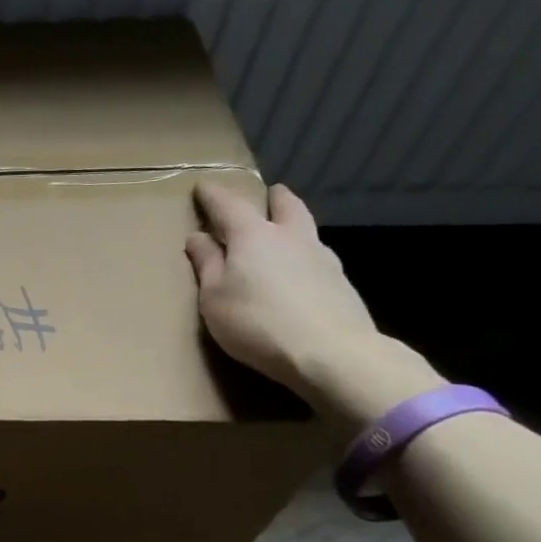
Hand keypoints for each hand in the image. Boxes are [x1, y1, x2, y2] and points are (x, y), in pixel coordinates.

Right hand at [185, 182, 439, 423]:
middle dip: (274, 197)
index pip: (229, 205)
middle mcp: (292, 237)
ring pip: (307, 230)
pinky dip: (304, 256)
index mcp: (254, 236)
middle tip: (268, 194)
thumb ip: (207, 264)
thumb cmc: (257, 322)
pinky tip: (299, 272)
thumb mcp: (215, 297)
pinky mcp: (341, 284)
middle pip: (286, 206)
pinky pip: (318, 258)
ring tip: (283, 235)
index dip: (213, 195)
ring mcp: (323, 259)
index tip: (203, 187)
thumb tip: (198, 237)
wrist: (332, 354)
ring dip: (293, 225)